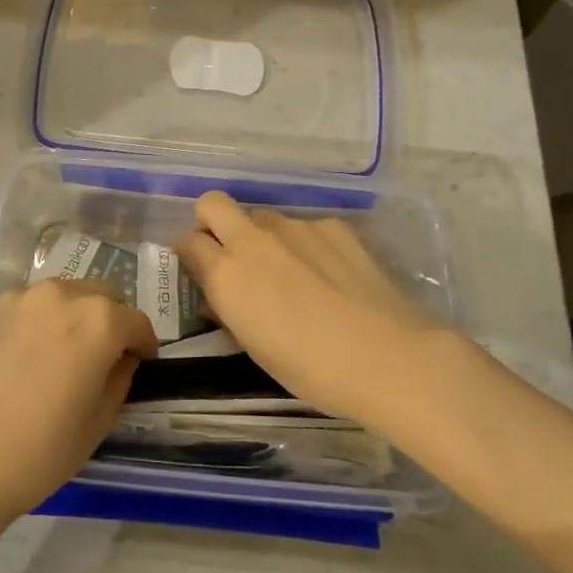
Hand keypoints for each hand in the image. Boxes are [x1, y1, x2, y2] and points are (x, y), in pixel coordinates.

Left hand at [0, 280, 155, 532]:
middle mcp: (59, 296)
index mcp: (97, 320)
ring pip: (58, 297)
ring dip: (69, 317)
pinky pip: (22, 310)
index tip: (140, 364)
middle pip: (99, 295)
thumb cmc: (39, 452)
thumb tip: (120, 359)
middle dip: (110, 320)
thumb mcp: (98, 423)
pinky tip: (19, 362)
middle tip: (101, 356)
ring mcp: (15, 300)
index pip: (136, 321)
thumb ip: (119, 379)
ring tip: (57, 356)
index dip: (144, 344)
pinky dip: (32, 325)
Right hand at [175, 192, 450, 437]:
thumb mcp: (254, 346)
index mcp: (226, 273)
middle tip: (228, 252)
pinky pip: (305, 228)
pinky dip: (307, 245)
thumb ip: (229, 309)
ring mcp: (296, 227)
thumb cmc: (310, 368)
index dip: (188, 252)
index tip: (197, 267)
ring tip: (292, 274)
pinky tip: (330, 276)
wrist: (386, 356)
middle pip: (213, 204)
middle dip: (211, 221)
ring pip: (262, 217)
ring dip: (263, 238)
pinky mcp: (333, 226)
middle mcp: (254, 240)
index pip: (186, 241)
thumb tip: (219, 294)